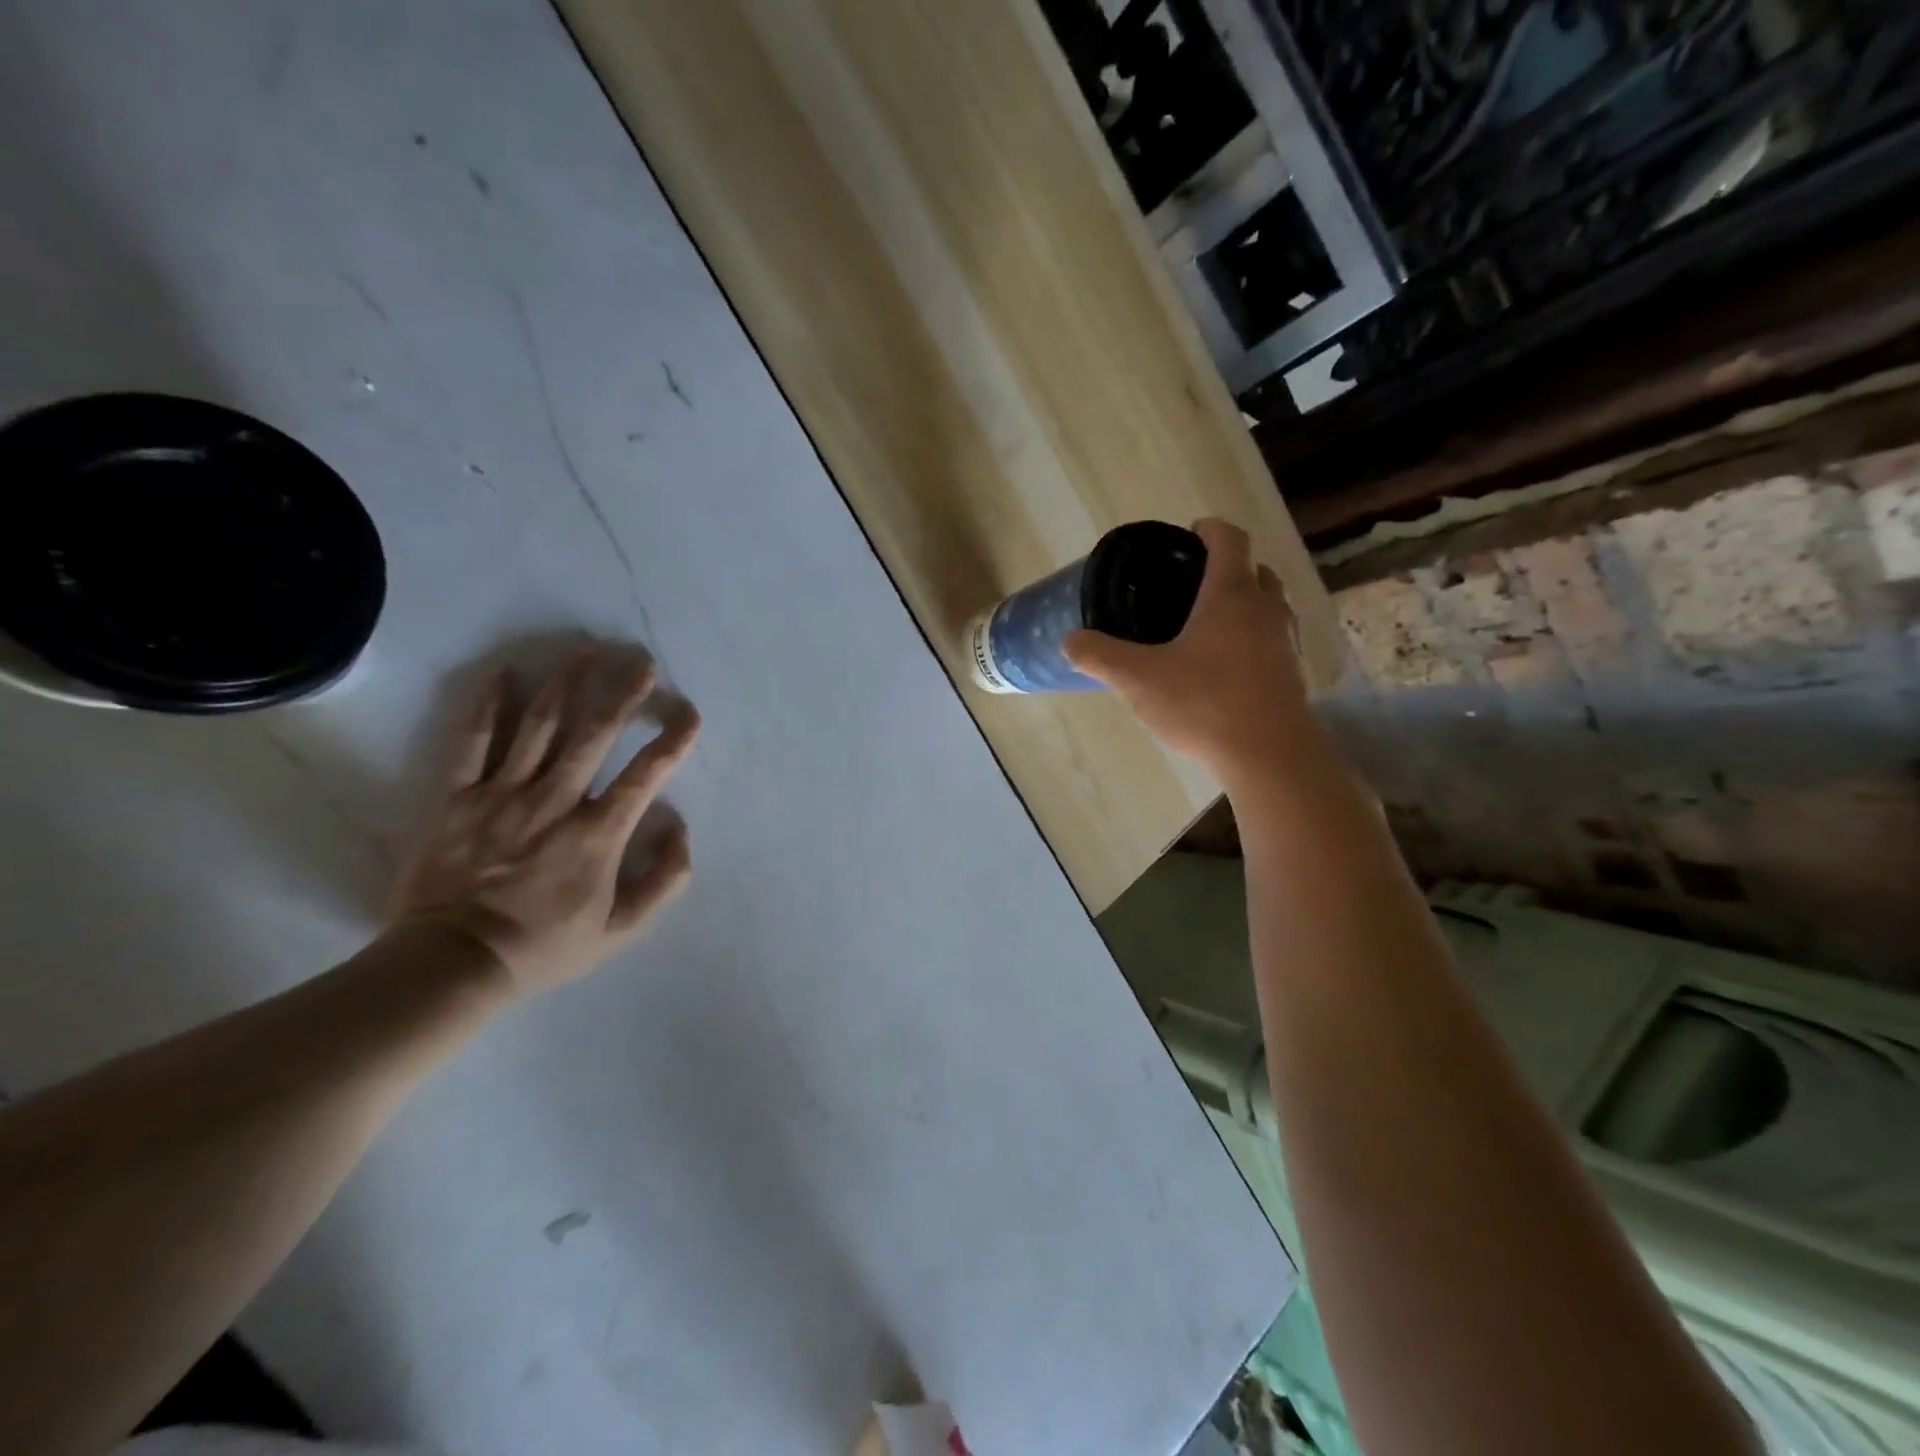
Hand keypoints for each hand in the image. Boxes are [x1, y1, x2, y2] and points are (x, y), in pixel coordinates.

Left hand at [386, 649, 699, 997]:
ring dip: (567, 683)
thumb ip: (664, 879)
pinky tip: (506, 673)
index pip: (645, 774)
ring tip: (586, 650)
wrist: (452, 963)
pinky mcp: (458, 798)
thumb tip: (680, 828)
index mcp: (598, 832)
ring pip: (540, 725)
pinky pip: (473, 741)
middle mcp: (556, 800)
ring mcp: (503, 794)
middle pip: (595, 734)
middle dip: (623, 694)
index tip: (689, 715)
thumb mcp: (623, 929)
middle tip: (642, 662)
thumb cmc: (545, 946)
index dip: (673, 741)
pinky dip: (489, 706)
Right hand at [1065, 518, 1313, 785]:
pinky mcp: (1295, 676)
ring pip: (1270, 607)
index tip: (1189, 535)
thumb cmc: (1204, 704)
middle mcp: (1266, 610)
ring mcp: (1287, 643)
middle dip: (1229, 569)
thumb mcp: (1138, 680)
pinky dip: (1255, 641)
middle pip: (1256, 571)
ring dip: (1246, 605)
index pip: (1229, 539)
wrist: (1270, 757)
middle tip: (1194, 587)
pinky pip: (1275, 642)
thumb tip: (1070, 640)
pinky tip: (1228, 669)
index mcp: (1231, 595)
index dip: (1209, 529)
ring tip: (1209, 628)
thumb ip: (1099, 656)